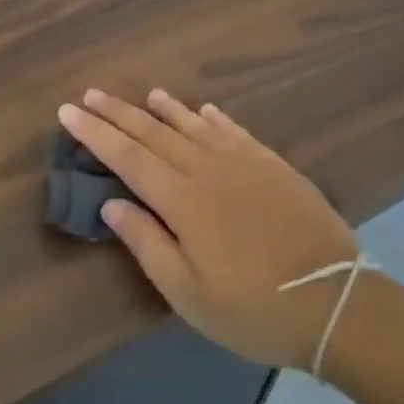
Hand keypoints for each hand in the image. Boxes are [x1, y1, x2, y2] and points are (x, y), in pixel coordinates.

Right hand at [58, 90, 359, 371]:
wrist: (336, 303)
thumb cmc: (253, 309)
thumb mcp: (188, 293)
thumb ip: (147, 242)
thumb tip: (112, 202)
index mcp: (182, 199)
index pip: (127, 156)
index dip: (94, 133)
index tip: (67, 111)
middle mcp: (208, 169)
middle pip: (154, 132)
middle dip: (119, 113)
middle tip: (90, 94)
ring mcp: (244, 163)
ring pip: (195, 125)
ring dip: (166, 108)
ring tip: (145, 95)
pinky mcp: (274, 166)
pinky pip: (236, 132)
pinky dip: (215, 118)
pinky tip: (205, 110)